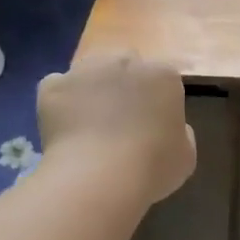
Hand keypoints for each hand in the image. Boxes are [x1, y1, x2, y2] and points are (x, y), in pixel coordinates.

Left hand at [38, 52, 196, 204]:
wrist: (99, 178)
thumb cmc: (152, 168)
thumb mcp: (186, 156)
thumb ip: (180, 133)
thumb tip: (169, 126)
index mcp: (162, 75)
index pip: (162, 77)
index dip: (157, 99)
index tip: (153, 124)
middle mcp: (124, 61)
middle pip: (125, 63)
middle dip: (124, 84)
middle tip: (121, 119)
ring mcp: (85, 70)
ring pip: (89, 71)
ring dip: (92, 88)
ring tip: (89, 122)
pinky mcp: (53, 86)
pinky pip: (57, 88)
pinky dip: (60, 102)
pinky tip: (65, 127)